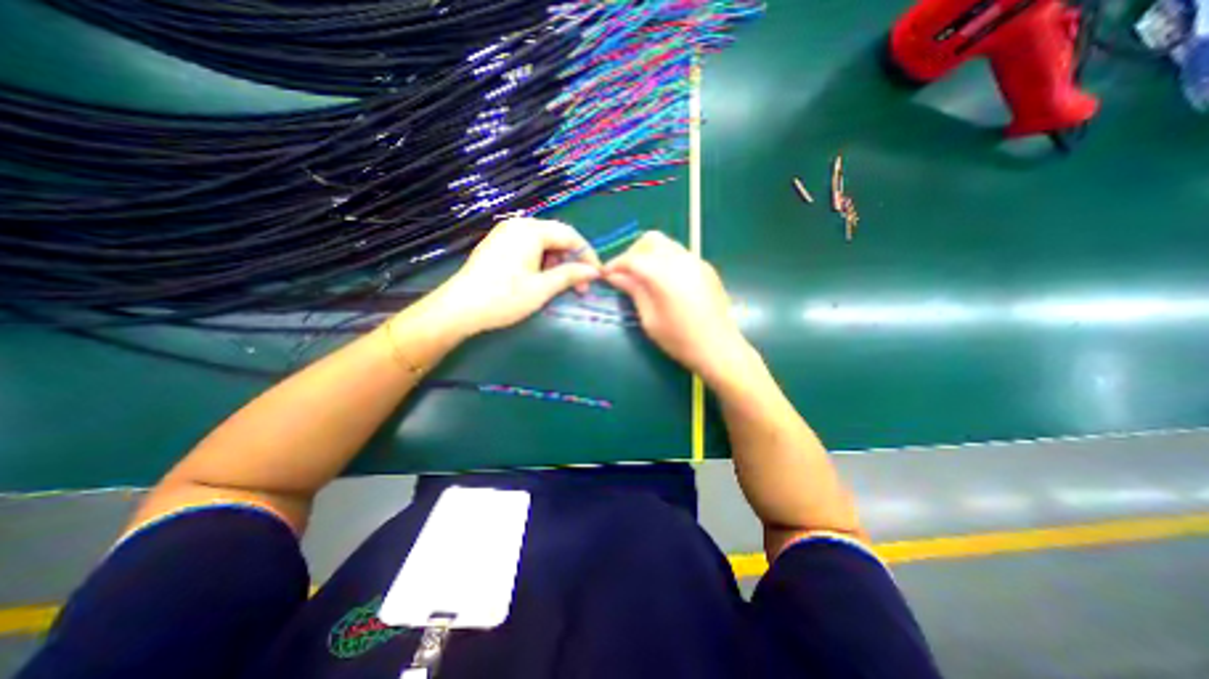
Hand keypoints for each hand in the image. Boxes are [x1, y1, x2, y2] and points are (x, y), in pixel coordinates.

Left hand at [423, 218, 598, 335]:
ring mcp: (506, 233)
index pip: (570, 235)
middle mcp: (519, 225)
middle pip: (557, 237)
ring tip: (560, 286)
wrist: (459, 309)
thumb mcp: (542, 288)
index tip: (597, 275)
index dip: (587, 255)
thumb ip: (570, 275)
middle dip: (572, 261)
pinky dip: (542, 262)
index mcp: (531, 230)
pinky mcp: (498, 244)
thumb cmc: (504, 298)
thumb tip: (594, 271)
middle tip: (580, 286)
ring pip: (543, 243)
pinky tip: (542, 279)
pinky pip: (529, 247)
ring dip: (557, 263)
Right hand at [598, 231, 753, 384]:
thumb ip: (633, 291)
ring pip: (667, 243)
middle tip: (625, 273)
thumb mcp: (649, 318)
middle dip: (633, 252)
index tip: (605, 274)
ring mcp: (696, 261)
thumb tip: (614, 276)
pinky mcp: (706, 267)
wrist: (718, 347)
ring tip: (643, 275)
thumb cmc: (679, 339)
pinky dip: (665, 259)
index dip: (615, 264)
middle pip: (650, 240)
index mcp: (663, 273)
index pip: (632, 258)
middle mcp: (680, 259)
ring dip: (650, 253)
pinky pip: (680, 253)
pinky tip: (664, 279)